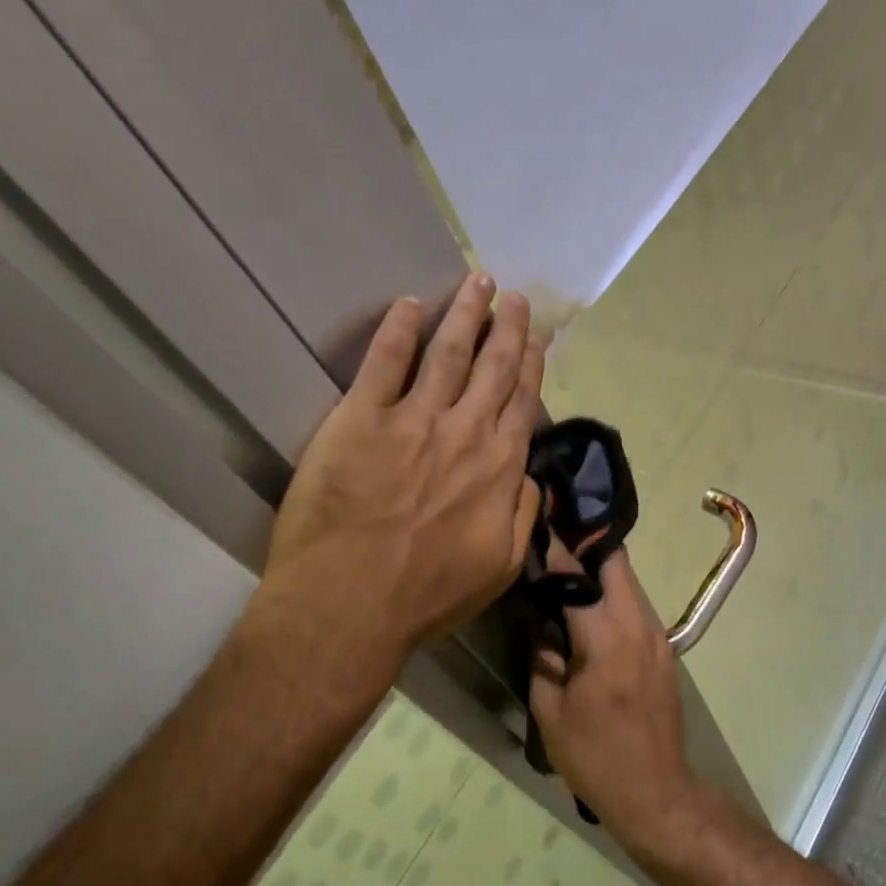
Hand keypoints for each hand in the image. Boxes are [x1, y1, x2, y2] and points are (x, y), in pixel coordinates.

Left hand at [260, 273, 544, 698]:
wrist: (350, 604)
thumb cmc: (426, 596)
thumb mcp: (499, 568)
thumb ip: (522, 515)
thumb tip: (530, 476)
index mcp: (498, 467)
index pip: (520, 403)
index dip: (530, 366)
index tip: (536, 338)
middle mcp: (463, 432)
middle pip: (492, 367)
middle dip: (505, 326)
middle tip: (511, 295)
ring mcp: (413, 420)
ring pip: (448, 352)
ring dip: (465, 313)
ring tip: (476, 282)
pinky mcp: (361, 418)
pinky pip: (384, 361)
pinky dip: (399, 328)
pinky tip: (409, 304)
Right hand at [527, 543, 704, 855]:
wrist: (656, 791)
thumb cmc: (595, 756)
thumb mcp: (551, 711)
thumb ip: (542, 657)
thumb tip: (539, 622)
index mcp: (606, 639)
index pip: (578, 578)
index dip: (557, 549)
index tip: (540, 522)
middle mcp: (638, 626)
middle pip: (616, 563)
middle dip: (586, 543)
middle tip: (555, 535)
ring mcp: (657, 636)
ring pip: (628, 581)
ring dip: (600, 568)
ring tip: (566, 566)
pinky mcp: (663, 649)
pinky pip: (635, 605)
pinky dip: (612, 593)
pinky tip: (589, 605)